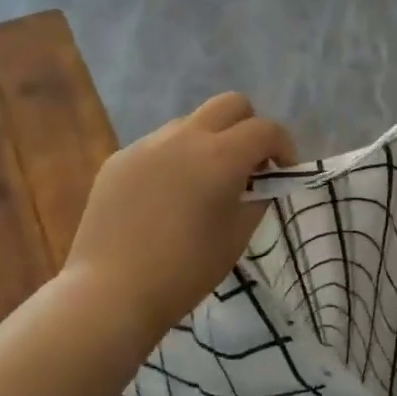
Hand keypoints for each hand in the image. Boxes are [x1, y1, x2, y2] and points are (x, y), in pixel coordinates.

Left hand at [66, 93, 295, 341]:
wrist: (112, 291)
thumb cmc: (186, 270)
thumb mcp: (237, 236)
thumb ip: (257, 198)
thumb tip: (261, 182)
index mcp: (220, 156)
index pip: (265, 129)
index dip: (284, 147)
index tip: (283, 172)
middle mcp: (184, 137)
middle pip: (230, 104)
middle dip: (249, 127)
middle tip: (248, 165)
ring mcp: (147, 144)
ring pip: (191, 123)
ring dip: (209, 142)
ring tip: (203, 184)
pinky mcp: (119, 159)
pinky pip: (158, 146)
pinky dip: (175, 160)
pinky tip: (165, 199)